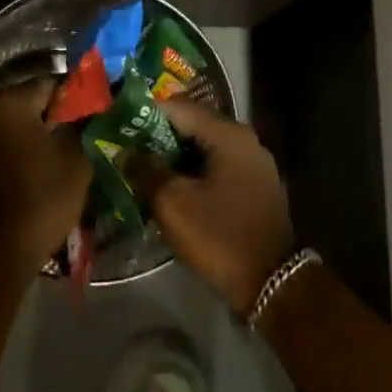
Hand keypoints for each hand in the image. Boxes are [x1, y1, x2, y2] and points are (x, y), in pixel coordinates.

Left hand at [0, 79, 90, 271]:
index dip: (77, 98)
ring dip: (39, 137)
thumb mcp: (77, 157)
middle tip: (86, 136)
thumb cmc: (42, 196)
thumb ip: (82, 124)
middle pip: (31, 104)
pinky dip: (22, 154)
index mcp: (9, 102)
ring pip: (16, 128)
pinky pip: (3, 148)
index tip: (97, 115)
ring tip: (67, 157)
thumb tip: (89, 110)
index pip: (52, 84)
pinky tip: (43, 172)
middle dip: (57, 118)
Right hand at [128, 100, 296, 313]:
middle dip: (156, 137)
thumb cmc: (220, 236)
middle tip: (125, 150)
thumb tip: (125, 152)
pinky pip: (215, 168)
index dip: (143, 113)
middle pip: (191, 126)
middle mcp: (244, 140)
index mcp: (227, 134)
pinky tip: (171, 190)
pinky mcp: (255, 187)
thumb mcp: (172, 204)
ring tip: (142, 171)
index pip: (177, 107)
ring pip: (202, 149)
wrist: (273, 284)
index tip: (117, 126)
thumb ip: (145, 170)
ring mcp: (253, 164)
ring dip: (173, 158)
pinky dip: (192, 173)